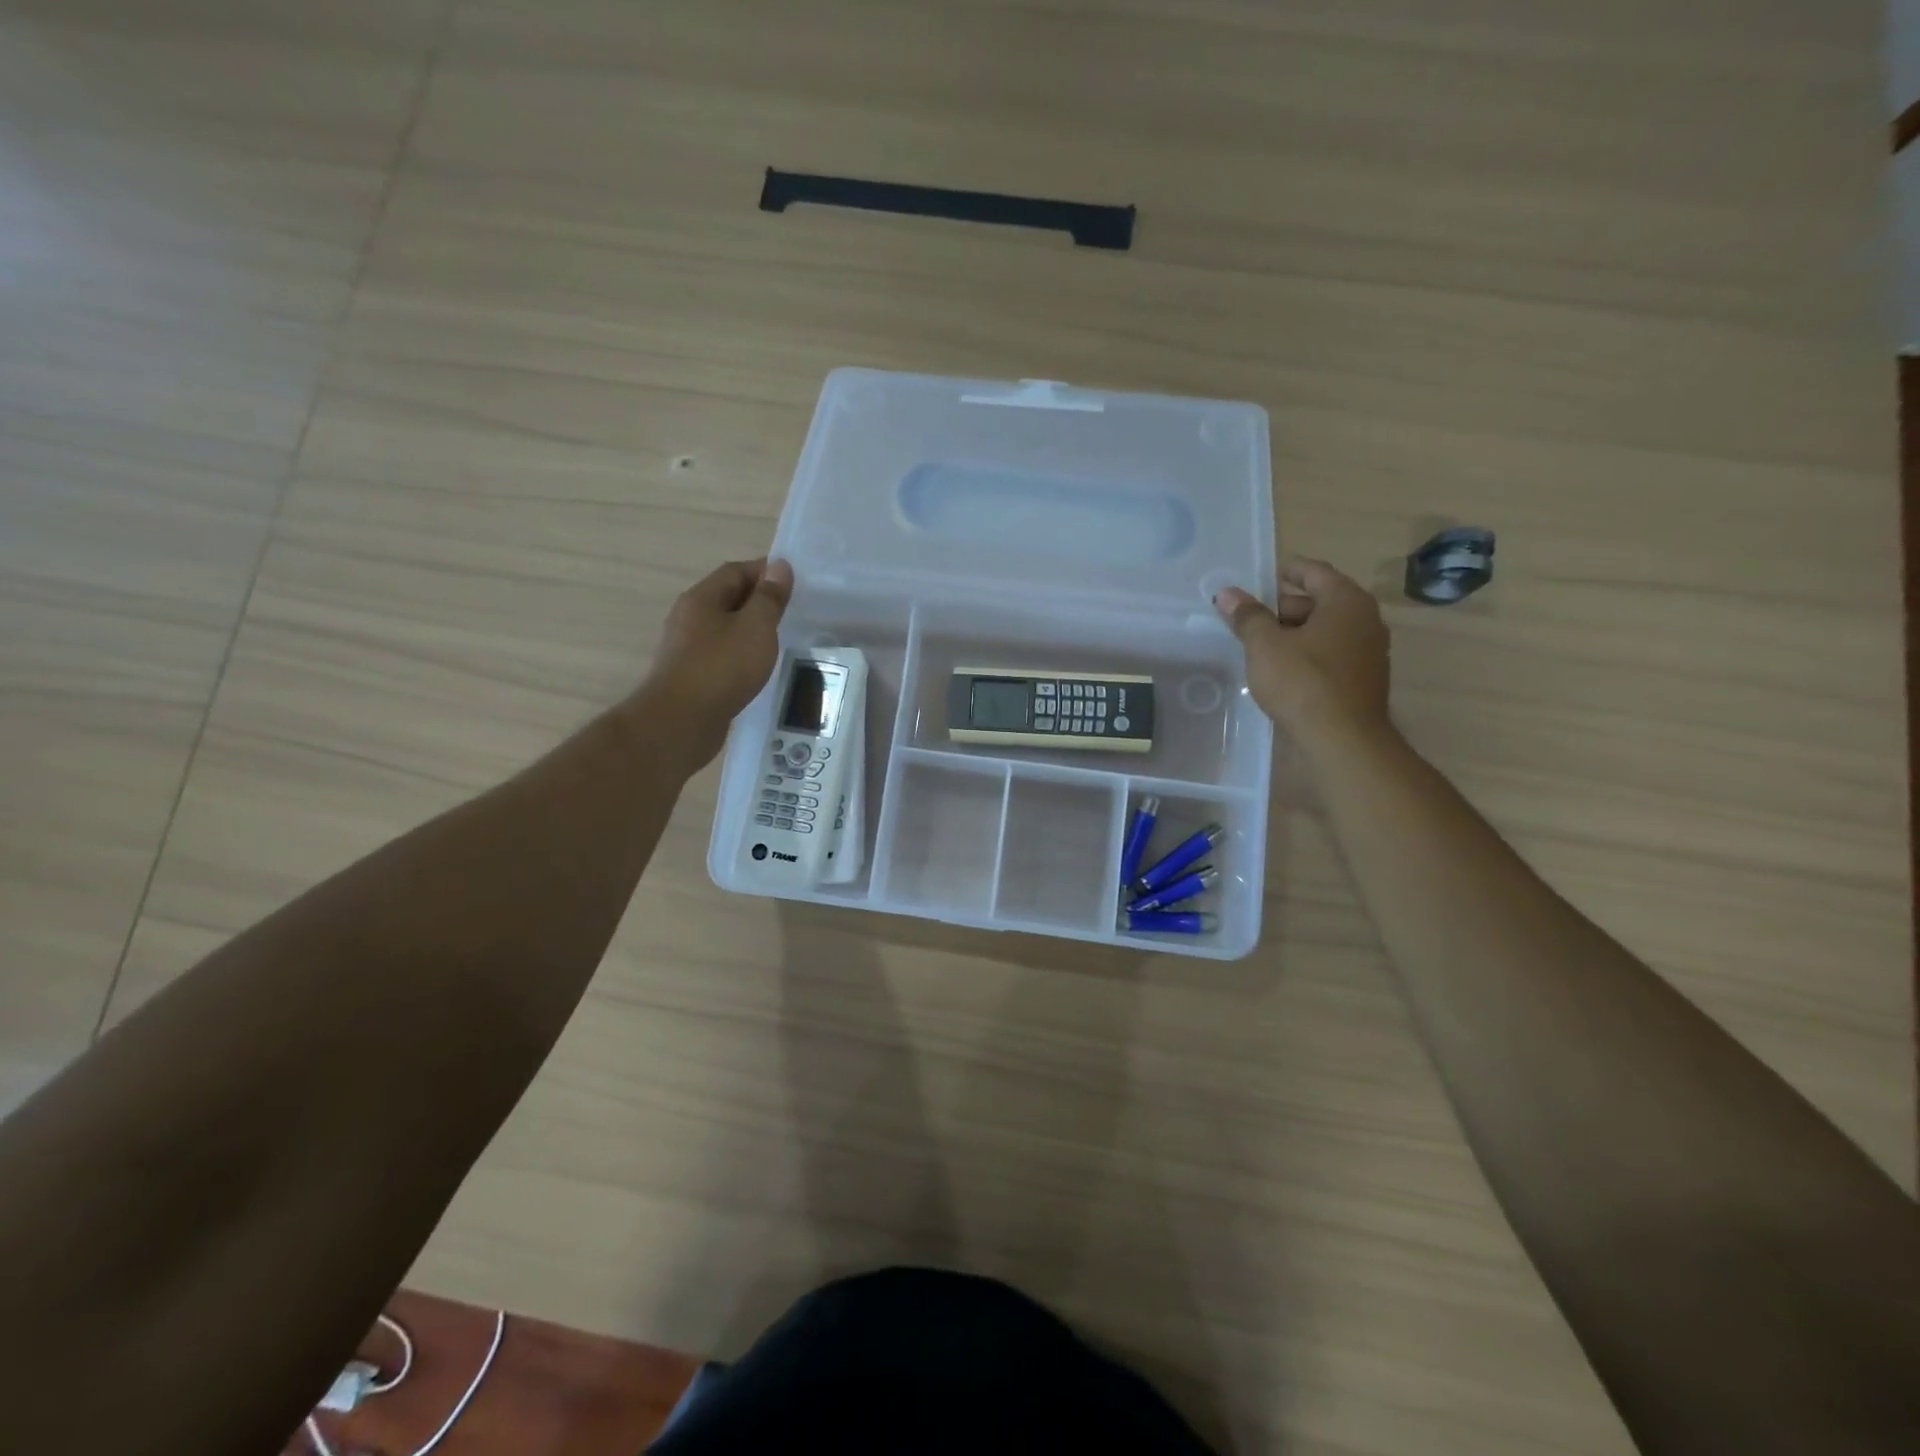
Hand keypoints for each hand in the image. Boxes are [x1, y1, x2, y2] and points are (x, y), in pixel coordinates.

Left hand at [643, 557, 792, 770]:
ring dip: (750, 629)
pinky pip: (721, 654)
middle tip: (791, 610)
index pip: (736, 571)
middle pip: (727, 598)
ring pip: (724, 628)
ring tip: (779, 639)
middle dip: (758, 600)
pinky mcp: (691, 675)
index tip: (794, 580)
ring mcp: (687, 648)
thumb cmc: (721, 667)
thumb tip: (780, 566)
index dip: (765, 570)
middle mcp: (689, 617)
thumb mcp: (756, 627)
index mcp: (702, 598)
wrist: (681, 722)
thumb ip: (769, 597)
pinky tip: (757, 668)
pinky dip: (741, 654)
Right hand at [1214, 556, 1391, 746]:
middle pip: (1321, 600)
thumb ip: (1247, 616)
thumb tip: (1227, 594)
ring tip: (1262, 645)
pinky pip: (1333, 652)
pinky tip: (1284, 669)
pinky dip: (1309, 652)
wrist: (1343, 738)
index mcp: (1345, 600)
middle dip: (1286, 606)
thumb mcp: (1265, 646)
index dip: (1286, 571)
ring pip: (1327, 629)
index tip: (1262, 577)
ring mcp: (1370, 650)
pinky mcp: (1365, 677)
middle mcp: (1365, 618)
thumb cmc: (1303, 681)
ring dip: (1296, 631)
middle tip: (1252, 617)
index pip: (1314, 572)